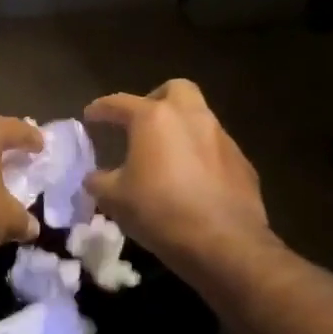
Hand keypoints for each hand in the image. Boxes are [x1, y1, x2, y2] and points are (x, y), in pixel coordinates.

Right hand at [82, 81, 271, 269]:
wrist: (224, 244)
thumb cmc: (159, 211)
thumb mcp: (113, 198)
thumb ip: (99, 180)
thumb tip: (95, 177)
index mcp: (155, 119)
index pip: (120, 103)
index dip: (101, 108)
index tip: (90, 115)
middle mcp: (191, 118)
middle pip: (175, 89)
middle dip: (155, 99)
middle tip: (139, 122)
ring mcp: (222, 139)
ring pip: (199, 118)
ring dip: (179, 129)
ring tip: (163, 155)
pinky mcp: (242, 164)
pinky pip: (214, 148)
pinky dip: (198, 155)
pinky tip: (189, 180)